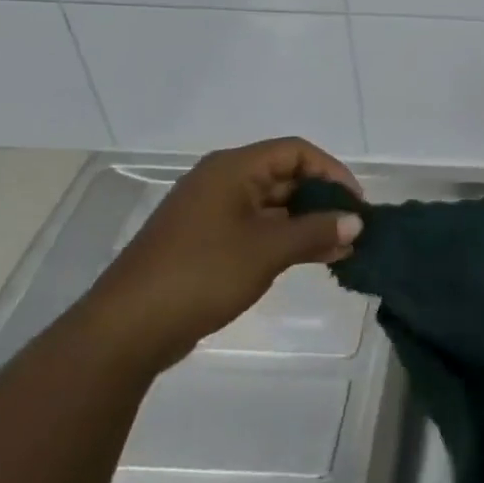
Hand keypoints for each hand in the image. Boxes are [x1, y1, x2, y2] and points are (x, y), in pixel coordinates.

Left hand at [80, 138, 363, 371]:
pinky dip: (284, 239)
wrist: (126, 330)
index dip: (332, 172)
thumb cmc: (201, 274)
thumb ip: (316, 231)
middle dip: (322, 201)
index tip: (355, 204)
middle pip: (285, 177)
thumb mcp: (267, 250)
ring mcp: (211, 213)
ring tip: (340, 249)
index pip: (296, 152)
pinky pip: (256, 229)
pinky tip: (310, 259)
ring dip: (306, 223)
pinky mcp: (205, 243)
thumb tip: (356, 222)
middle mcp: (222, 182)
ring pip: (272, 206)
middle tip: (352, 229)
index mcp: (233, 169)